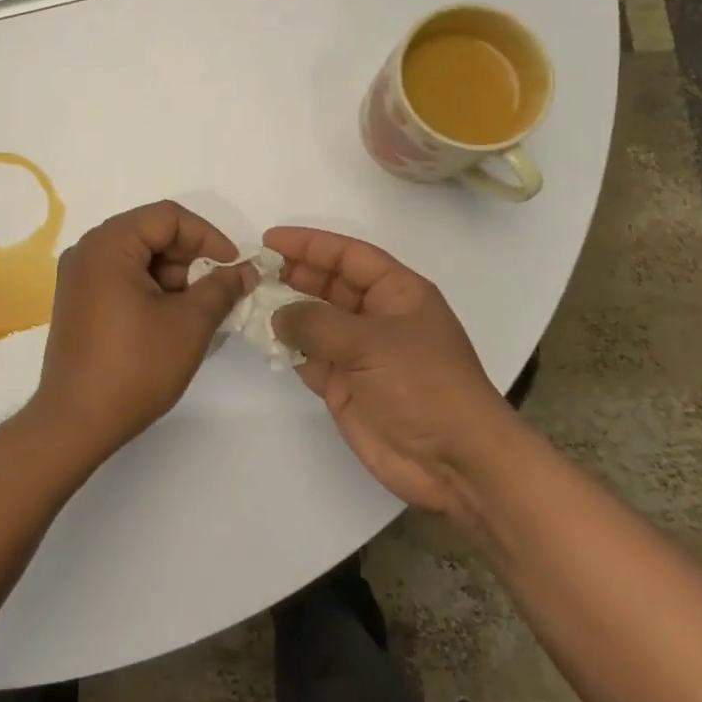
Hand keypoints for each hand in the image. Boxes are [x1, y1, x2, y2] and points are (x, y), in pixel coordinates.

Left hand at [29, 201, 255, 461]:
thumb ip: (222, 287)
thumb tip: (245, 270)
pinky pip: (122, 279)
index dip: (208, 237)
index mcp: (108, 244)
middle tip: (213, 295)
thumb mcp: (189, 323)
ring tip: (192, 316)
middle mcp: (87, 251)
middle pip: (151, 233)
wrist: (76, 423)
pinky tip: (168, 323)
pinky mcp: (78, 303)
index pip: (167, 217)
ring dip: (173, 278)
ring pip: (138, 258)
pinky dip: (151, 291)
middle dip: (190, 260)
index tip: (234, 268)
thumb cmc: (135, 367)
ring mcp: (78, 278)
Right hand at [265, 226, 524, 524]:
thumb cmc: (421, 385)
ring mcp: (361, 352)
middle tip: (253, 271)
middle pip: (329, 284)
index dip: (310, 244)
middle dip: (293, 275)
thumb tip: (278, 315)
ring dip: (286, 311)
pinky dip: (287, 348)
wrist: (453, 461)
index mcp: (398, 293)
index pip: (349, 255)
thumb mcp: (369, 342)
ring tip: (249, 300)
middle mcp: (378, 316)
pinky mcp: (346, 385)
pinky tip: (263, 339)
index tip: (270, 240)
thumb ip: (316, 323)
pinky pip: (309, 356)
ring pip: (316, 320)